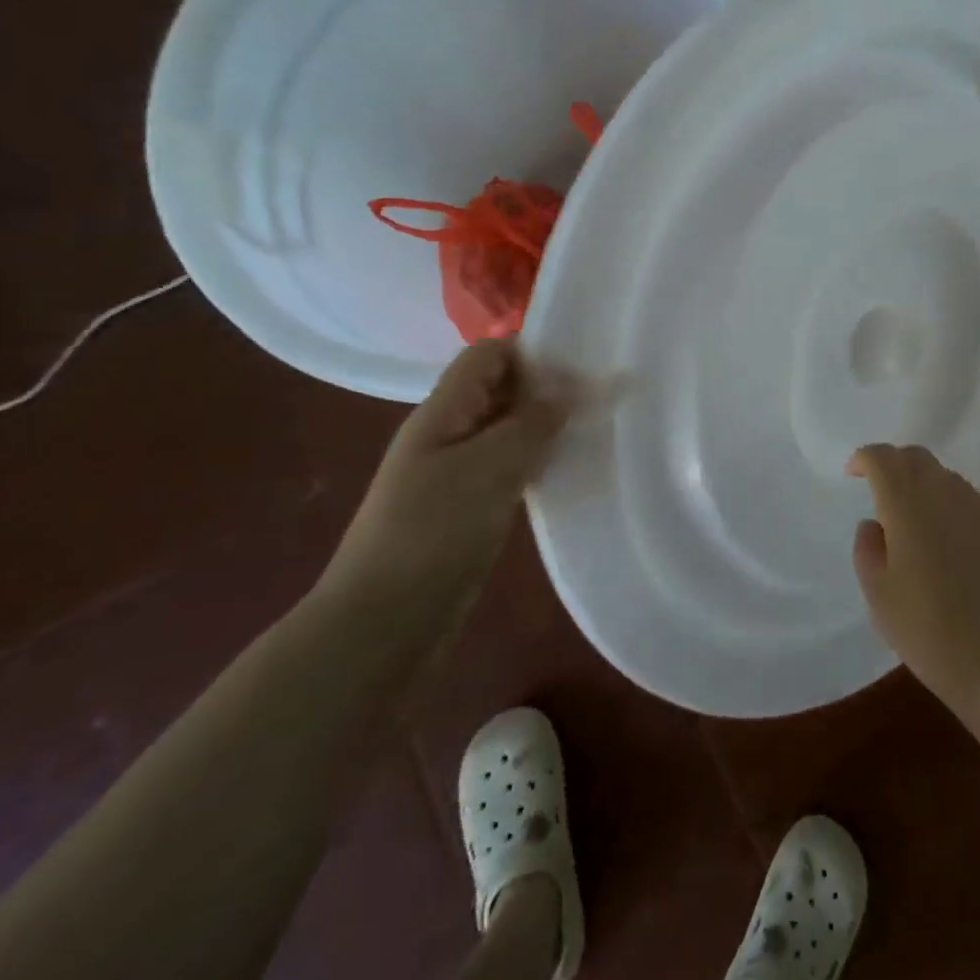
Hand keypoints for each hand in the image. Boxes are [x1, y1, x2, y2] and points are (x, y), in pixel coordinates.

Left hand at [318, 341, 572, 619]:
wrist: (382, 626)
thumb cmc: (433, 533)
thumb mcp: (489, 467)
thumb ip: (532, 422)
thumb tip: (568, 387)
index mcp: (442, 412)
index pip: (488, 355)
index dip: (532, 352)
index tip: (582, 370)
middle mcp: (446, 434)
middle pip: (499, 389)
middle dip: (545, 389)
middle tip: (597, 401)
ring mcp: (454, 473)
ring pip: (506, 430)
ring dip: (544, 428)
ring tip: (591, 432)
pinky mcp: (466, 508)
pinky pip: (507, 468)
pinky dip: (536, 462)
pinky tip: (566, 472)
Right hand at [849, 445, 979, 722]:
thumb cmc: (929, 631)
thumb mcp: (879, 597)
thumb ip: (868, 550)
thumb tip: (875, 524)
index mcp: (906, 504)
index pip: (882, 458)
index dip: (864, 459)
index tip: (854, 473)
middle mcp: (945, 493)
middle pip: (917, 458)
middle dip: (895, 466)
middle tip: (883, 492)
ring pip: (947, 480)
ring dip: (926, 489)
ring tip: (919, 526)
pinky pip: (972, 505)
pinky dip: (954, 512)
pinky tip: (955, 549)